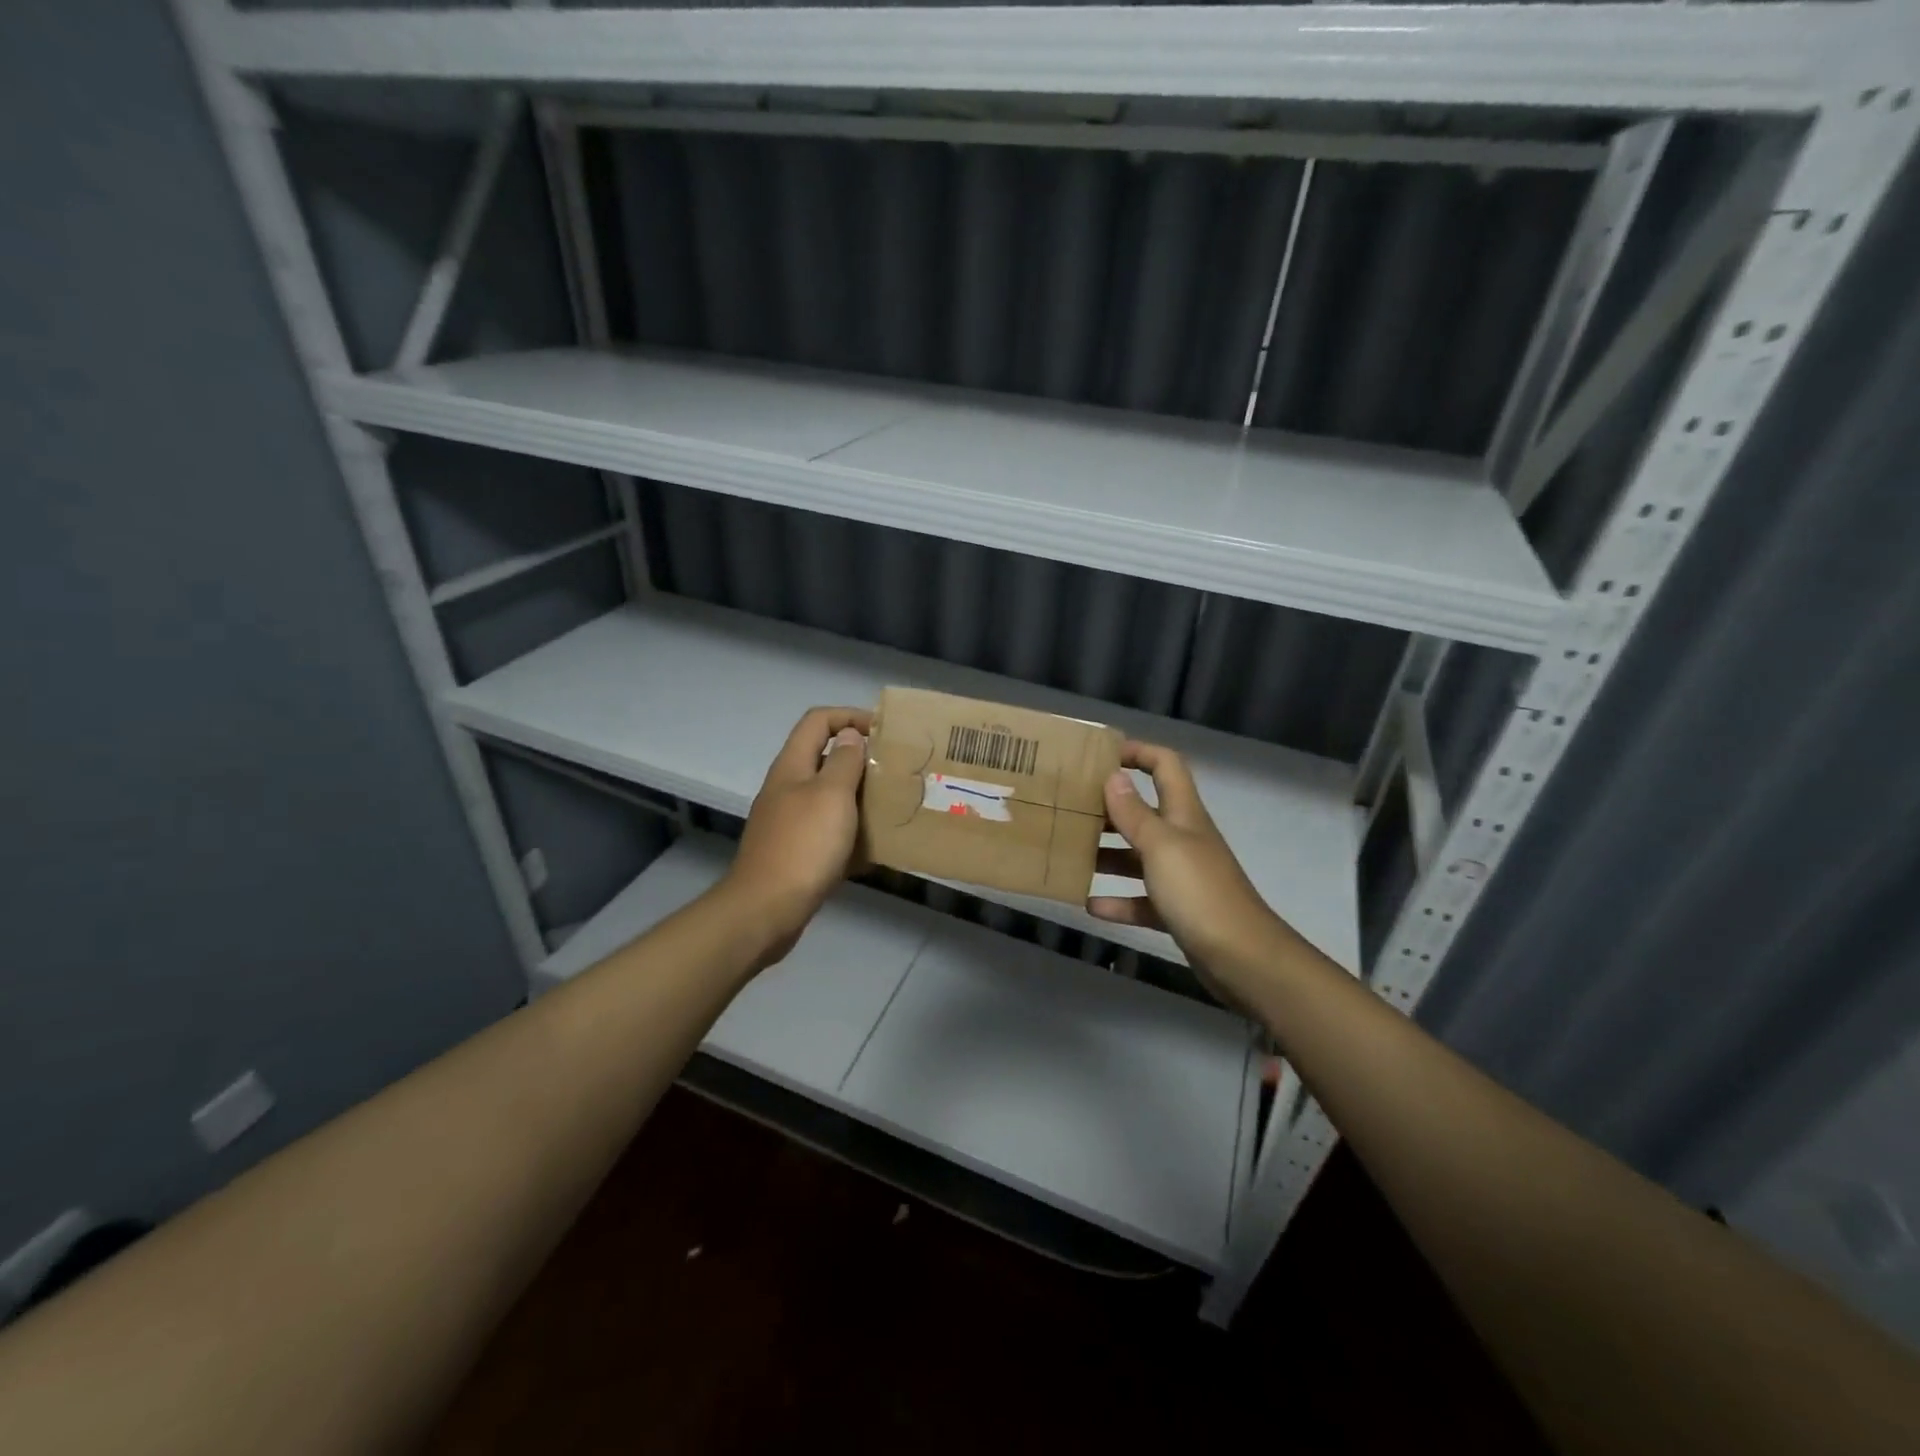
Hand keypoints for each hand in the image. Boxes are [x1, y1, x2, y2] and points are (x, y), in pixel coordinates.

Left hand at [720, 706, 871, 968]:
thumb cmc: (803, 846)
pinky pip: (828, 832)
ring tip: (892, 805)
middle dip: (860, 758)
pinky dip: (851, 832)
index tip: (885, 732)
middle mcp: (787, 788)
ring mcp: (788, 822)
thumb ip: (843, 761)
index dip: (850, 716)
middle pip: (823, 757)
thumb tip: (850, 735)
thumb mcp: (830, 795)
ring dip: (859, 796)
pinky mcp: (795, 853)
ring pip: (828, 797)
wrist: (765, 910)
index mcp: (792, 766)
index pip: (818, 720)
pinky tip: (875, 847)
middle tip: (895, 770)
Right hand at [1087, 742, 1288, 984]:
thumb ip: (1134, 813)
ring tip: (1069, 853)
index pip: (1165, 766)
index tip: (1099, 756)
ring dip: (1106, 854)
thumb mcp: (1161, 846)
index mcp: (1183, 814)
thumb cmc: (1199, 892)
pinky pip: (1140, 899)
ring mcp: (1181, 876)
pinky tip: (1088, 904)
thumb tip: (1113, 775)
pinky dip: (1117, 900)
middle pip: (1143, 811)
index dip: (1138, 753)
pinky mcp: (1177, 910)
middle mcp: (1182, 838)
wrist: (1242, 958)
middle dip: (1108, 808)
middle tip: (1068, 808)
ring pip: (1137, 856)